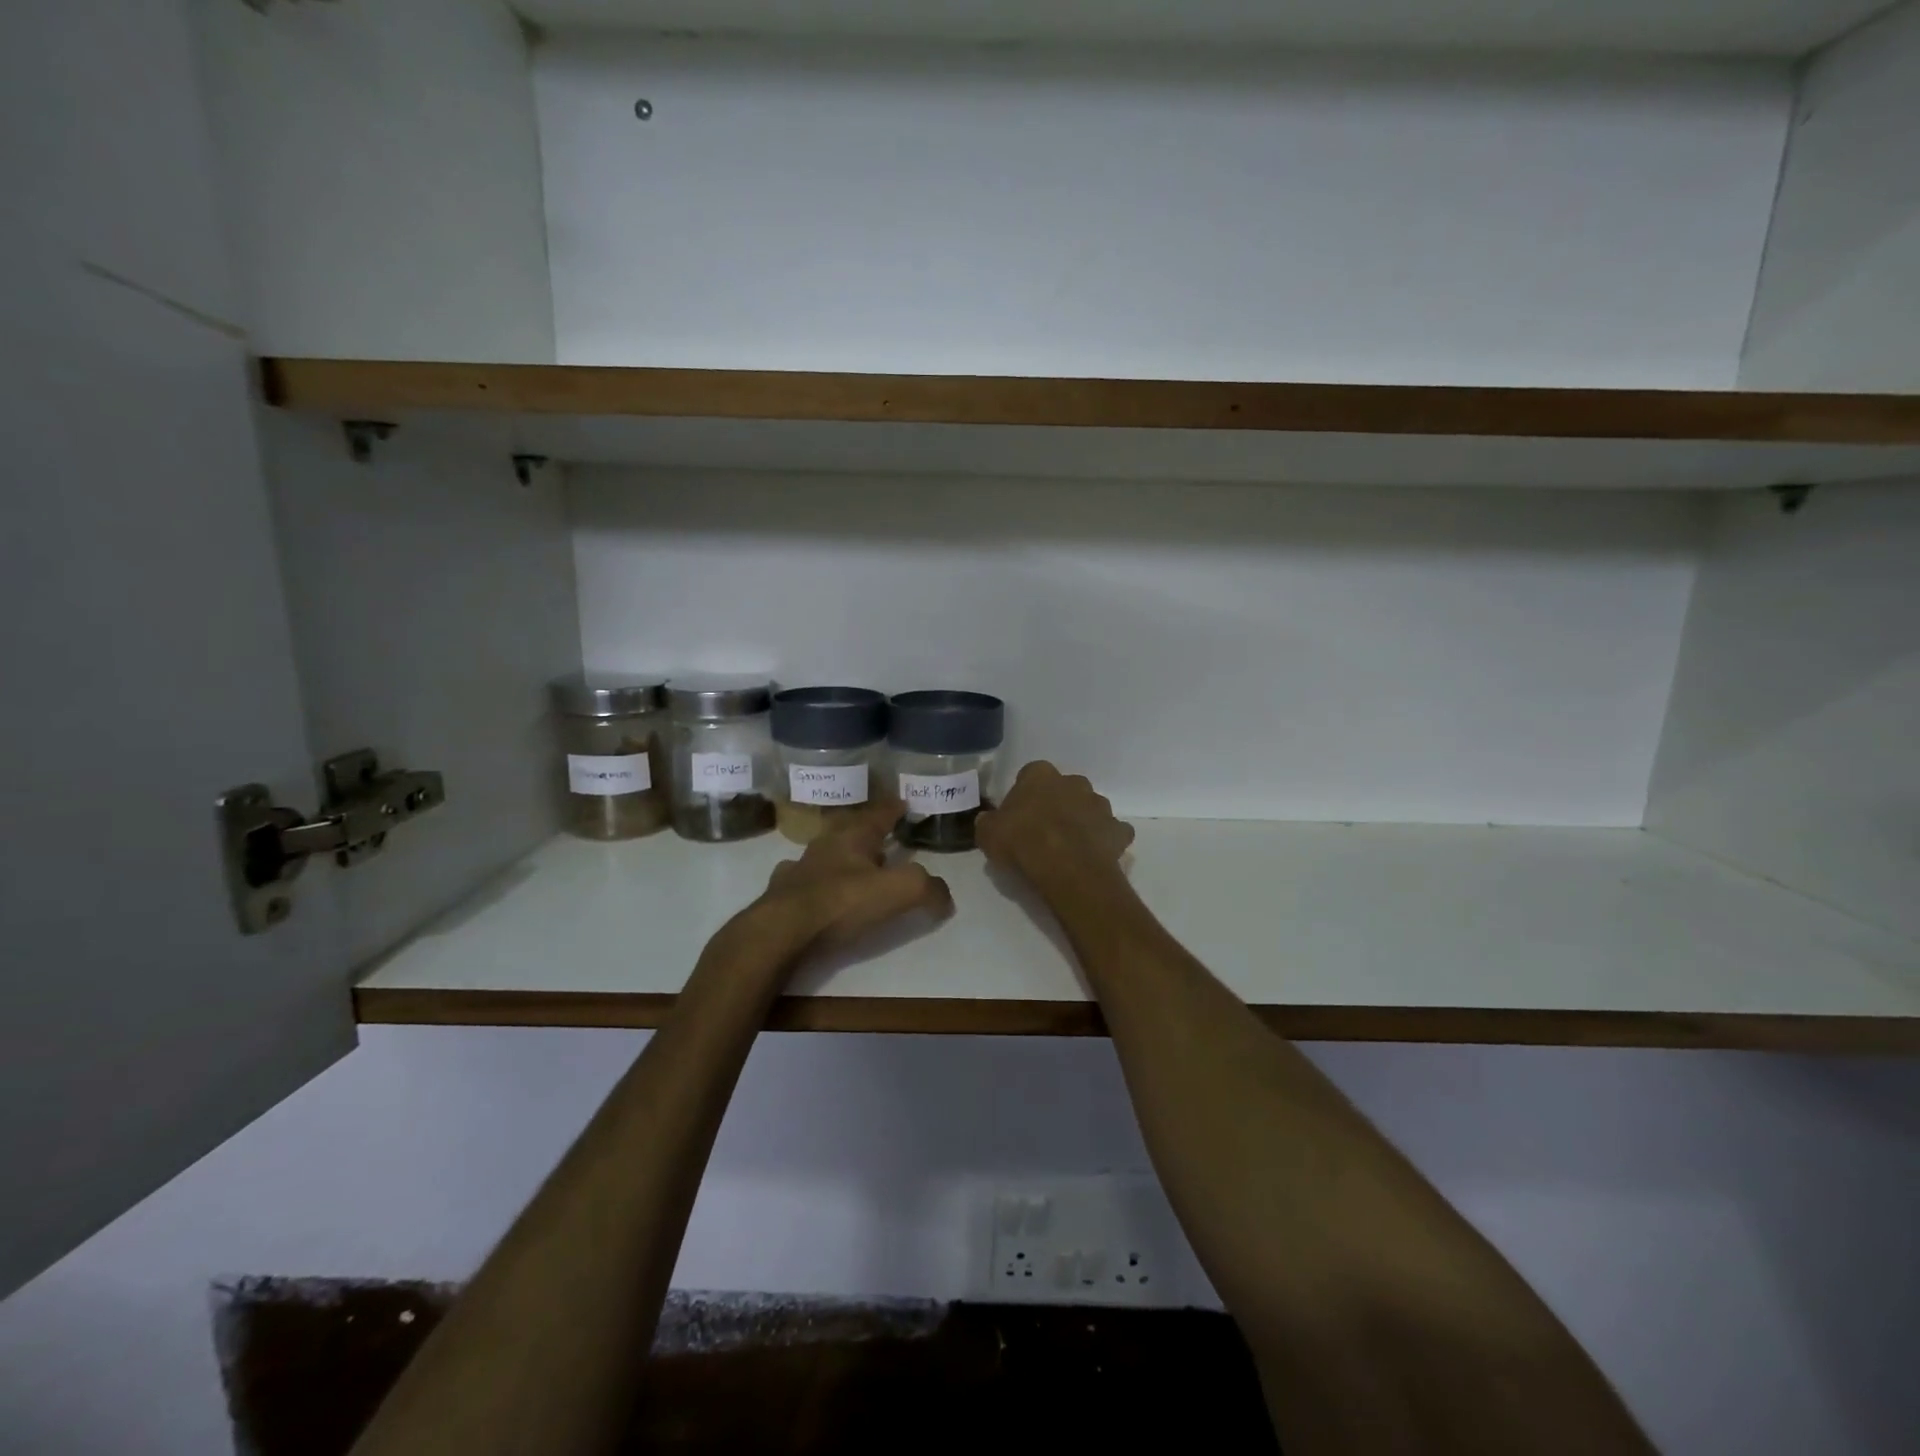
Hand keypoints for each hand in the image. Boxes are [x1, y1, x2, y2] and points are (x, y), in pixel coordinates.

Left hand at [733, 799, 954, 962]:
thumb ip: (927, 888)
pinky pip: (801, 880)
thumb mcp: (899, 891)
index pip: (879, 813)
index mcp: (853, 836)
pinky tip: (814, 888)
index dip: (894, 808)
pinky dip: (813, 880)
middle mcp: (824, 845)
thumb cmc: (842, 902)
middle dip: (867, 831)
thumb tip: (945, 896)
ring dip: (840, 856)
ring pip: (824, 853)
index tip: (904, 802)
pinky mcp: (781, 894)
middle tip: (883, 838)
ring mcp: (799, 868)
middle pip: (849, 830)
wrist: (781, 931)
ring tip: (854, 866)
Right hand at [976, 762, 1133, 887]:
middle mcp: (1074, 782)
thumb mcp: (988, 834)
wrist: (1065, 868)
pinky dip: (1105, 841)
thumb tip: (988, 821)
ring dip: (1082, 821)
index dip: (1024, 795)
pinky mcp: (1118, 830)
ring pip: (1090, 808)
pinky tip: (1094, 856)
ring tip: (1069, 847)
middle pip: (1065, 789)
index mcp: (1040, 775)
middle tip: (1044, 831)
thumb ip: (989, 823)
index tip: (1018, 815)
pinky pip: (1112, 832)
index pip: (1031, 775)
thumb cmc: (1022, 842)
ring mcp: (1100, 805)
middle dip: (1057, 804)